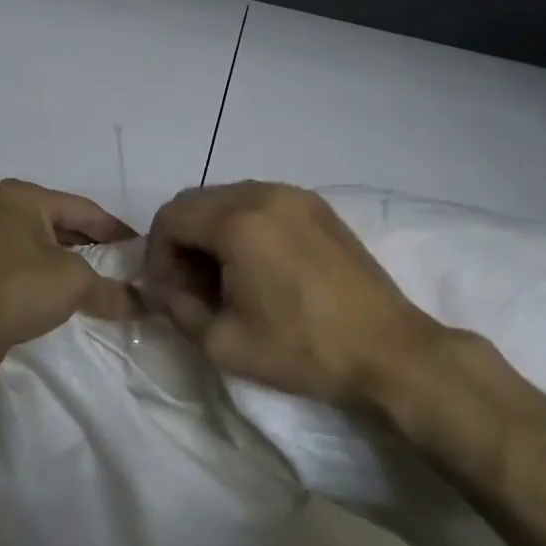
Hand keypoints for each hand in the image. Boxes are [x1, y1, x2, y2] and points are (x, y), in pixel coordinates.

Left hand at [0, 179, 139, 376]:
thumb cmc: (18, 289)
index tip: (144, 250)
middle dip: (96, 248)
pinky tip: (72, 295)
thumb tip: (144, 304)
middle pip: (64, 225)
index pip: (85, 209)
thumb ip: (111, 289)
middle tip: (128, 268)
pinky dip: (51, 275)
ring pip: (46, 246)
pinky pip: (29, 263)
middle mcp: (4, 208)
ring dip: (74, 264)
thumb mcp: (74, 284)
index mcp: (24, 196)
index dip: (117, 231)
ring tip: (106, 284)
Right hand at [142, 182, 443, 406]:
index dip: (156, 256)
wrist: (388, 351)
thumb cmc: (302, 349)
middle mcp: (263, 194)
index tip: (169, 293)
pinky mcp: (318, 206)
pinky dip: (241, 225)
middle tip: (192, 286)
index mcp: (237, 223)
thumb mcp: (222, 342)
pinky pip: (258, 201)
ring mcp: (295, 195)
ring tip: (224, 278)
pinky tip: (256, 266)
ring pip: (226, 198)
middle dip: (181, 242)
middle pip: (194, 202)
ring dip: (210, 231)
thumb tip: (160, 288)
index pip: (169, 219)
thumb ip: (176, 308)